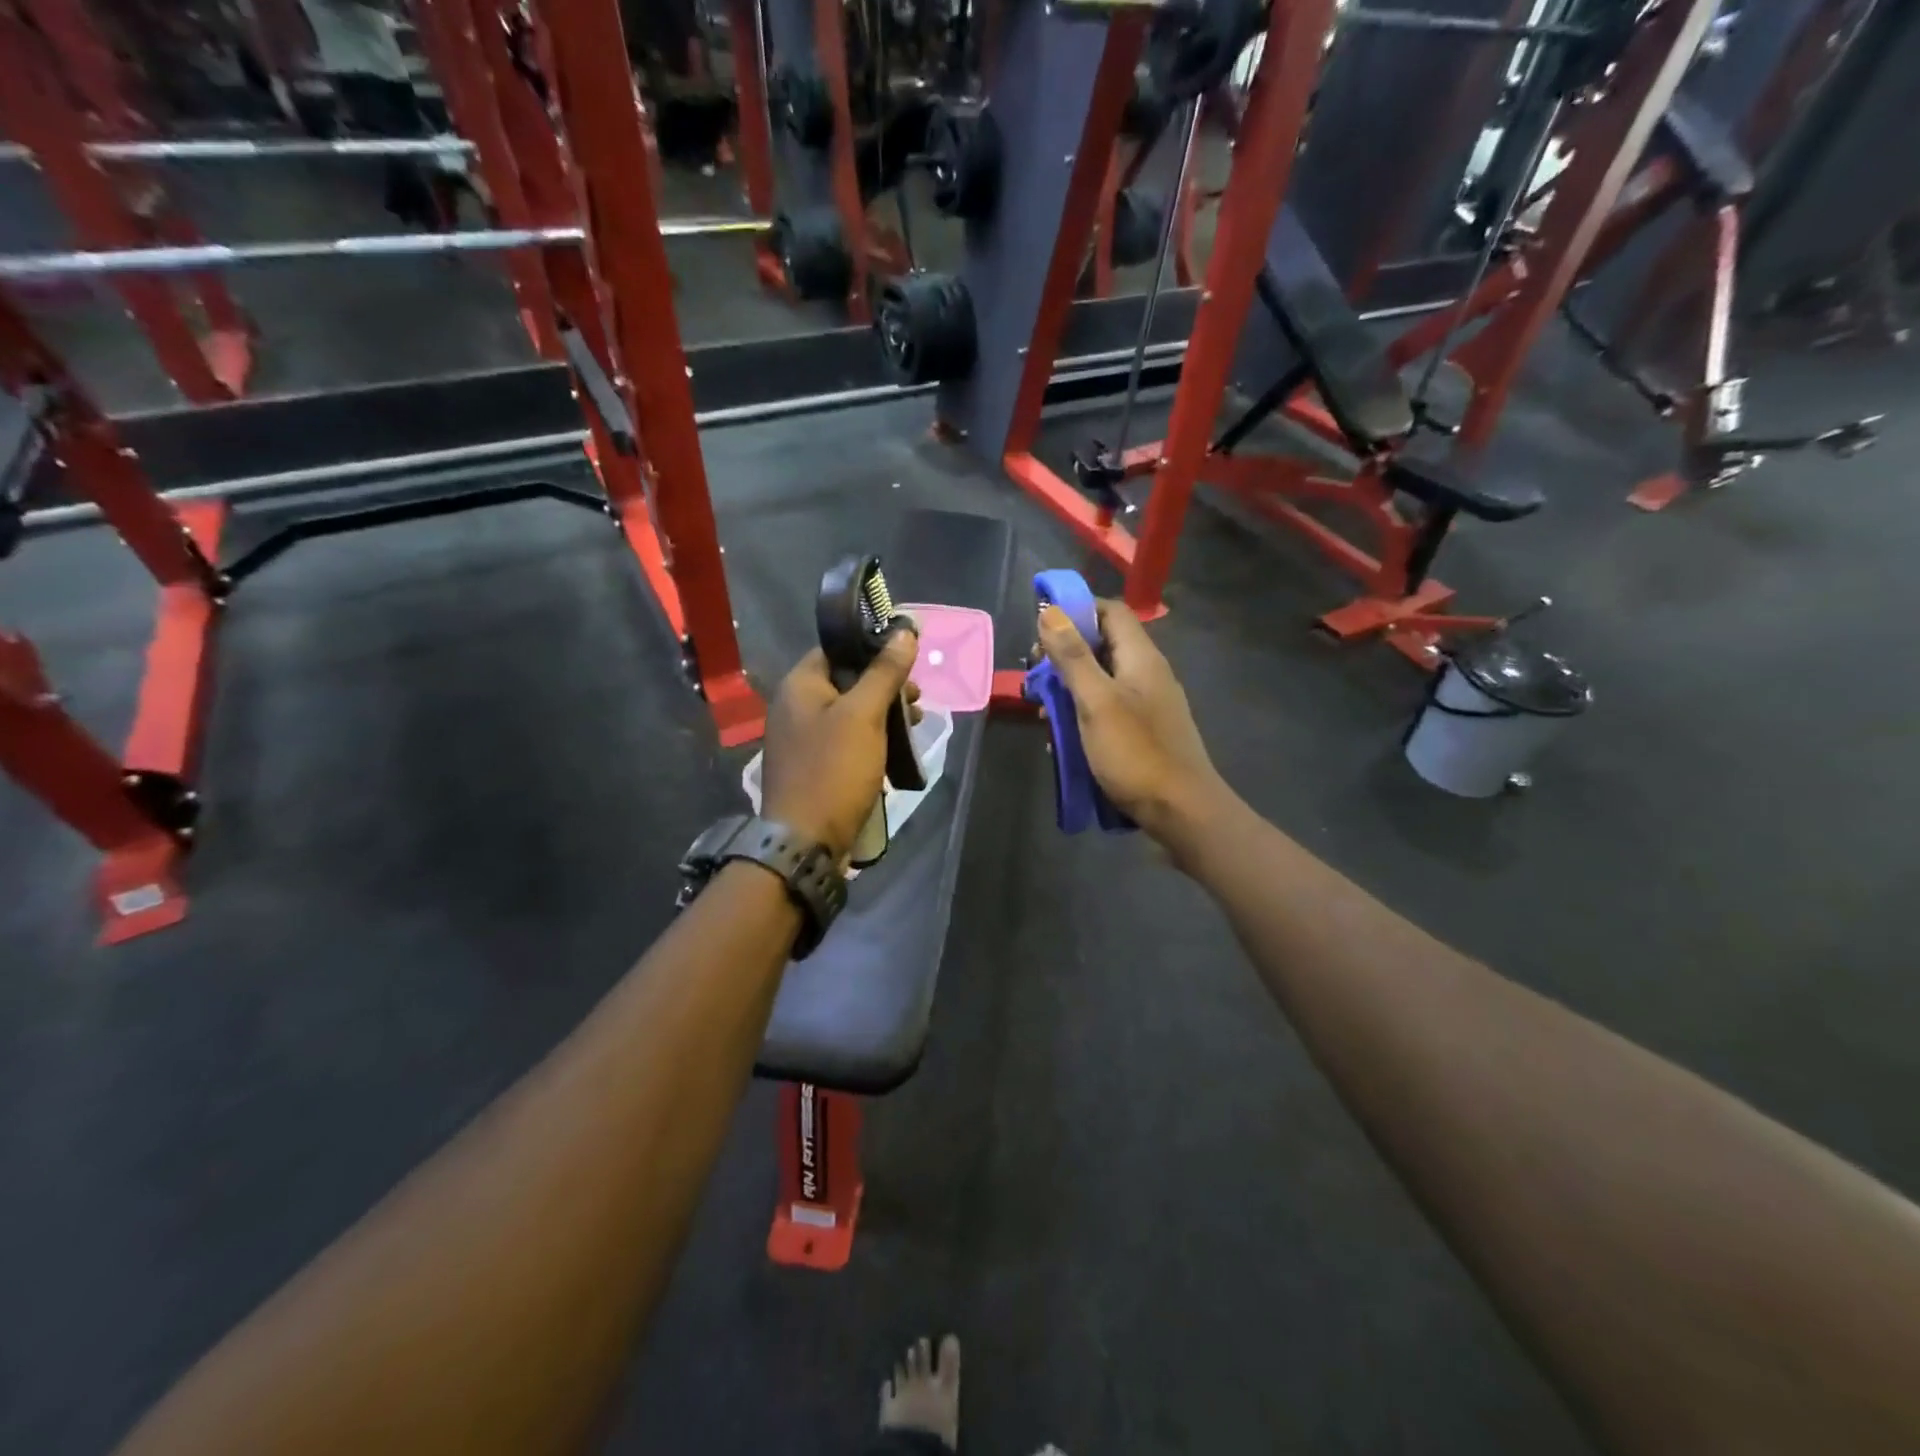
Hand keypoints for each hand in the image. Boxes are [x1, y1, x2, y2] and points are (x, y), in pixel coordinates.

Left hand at [761, 630, 919, 859]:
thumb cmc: (834, 770)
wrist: (806, 841)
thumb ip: (884, 672)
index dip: (872, 648)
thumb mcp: (864, 715)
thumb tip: (905, 631)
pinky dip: (871, 739)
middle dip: (885, 686)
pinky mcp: (814, 766)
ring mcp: (802, 739)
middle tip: (917, 698)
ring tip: (916, 724)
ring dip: (883, 714)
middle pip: (846, 681)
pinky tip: (896, 749)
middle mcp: (794, 707)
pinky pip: (846, 740)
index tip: (908, 660)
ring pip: (849, 713)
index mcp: (799, 686)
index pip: (836, 649)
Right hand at [1036, 599, 1228, 849]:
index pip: (1110, 611)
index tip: (1042, 630)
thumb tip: (1051, 613)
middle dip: (1064, 657)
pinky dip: (1083, 716)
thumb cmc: (1136, 753)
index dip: (1076, 611)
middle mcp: (1147, 673)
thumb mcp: (1096, 702)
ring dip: (1069, 691)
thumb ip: (1074, 657)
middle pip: (1102, 646)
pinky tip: (1064, 739)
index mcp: (1141, 657)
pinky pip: (1107, 710)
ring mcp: (1148, 704)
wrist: (1181, 811)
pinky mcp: (1144, 731)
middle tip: (1036, 679)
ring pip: (1101, 681)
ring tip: (1043, 714)